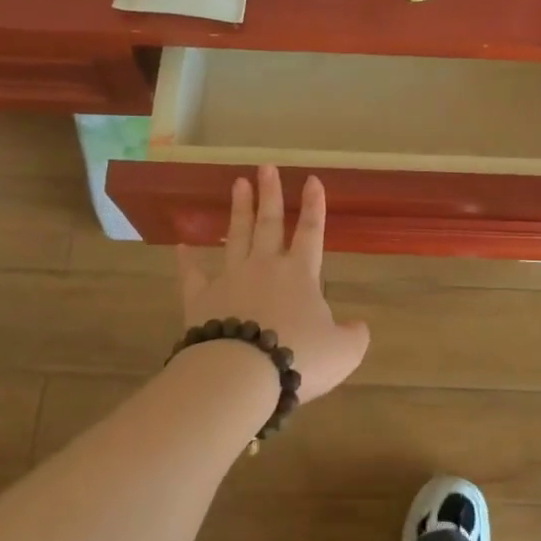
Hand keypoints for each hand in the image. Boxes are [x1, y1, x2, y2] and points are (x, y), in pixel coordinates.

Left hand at [177, 165, 369, 403]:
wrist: (242, 373)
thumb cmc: (298, 357)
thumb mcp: (343, 353)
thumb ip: (354, 336)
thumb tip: (359, 326)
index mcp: (300, 274)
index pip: (310, 232)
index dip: (314, 205)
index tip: (312, 179)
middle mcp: (265, 267)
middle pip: (269, 223)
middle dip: (270, 194)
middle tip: (266, 167)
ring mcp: (231, 279)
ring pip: (236, 236)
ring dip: (239, 209)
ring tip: (238, 183)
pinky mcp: (202, 298)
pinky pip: (193, 274)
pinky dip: (187, 259)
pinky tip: (181, 244)